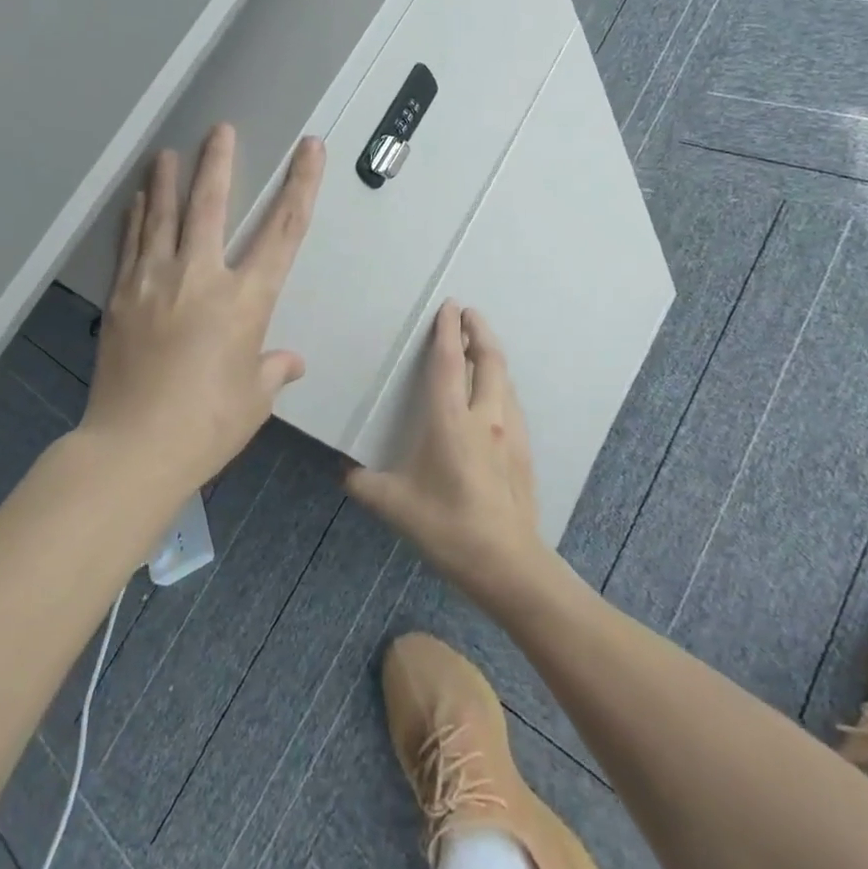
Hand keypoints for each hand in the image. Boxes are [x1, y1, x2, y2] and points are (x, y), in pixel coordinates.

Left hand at [82, 124, 324, 489]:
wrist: (134, 447)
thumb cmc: (208, 425)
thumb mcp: (253, 399)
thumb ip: (272, 370)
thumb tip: (288, 362)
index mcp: (245, 300)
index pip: (283, 231)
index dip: (300, 185)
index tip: (308, 149)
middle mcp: (200, 278)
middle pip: (211, 206)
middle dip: (219, 163)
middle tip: (220, 129)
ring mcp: (153, 284)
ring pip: (162, 217)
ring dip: (168, 181)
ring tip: (168, 152)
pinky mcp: (121, 298)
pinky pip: (130, 246)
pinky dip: (136, 219)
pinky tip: (138, 200)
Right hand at [345, 303, 550, 600]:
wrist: (507, 562)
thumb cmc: (446, 527)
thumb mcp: (393, 505)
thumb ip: (363, 483)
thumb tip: (344, 470)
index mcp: (450, 420)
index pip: (449, 362)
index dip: (447, 330)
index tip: (449, 306)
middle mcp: (484, 416)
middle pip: (488, 359)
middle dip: (479, 330)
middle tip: (469, 313)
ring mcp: (509, 432)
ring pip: (504, 379)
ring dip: (492, 355)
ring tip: (480, 346)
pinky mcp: (523, 450)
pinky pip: (511, 402)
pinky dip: (501, 383)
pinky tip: (494, 394)